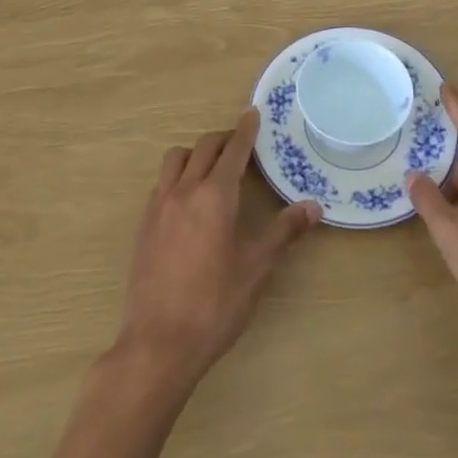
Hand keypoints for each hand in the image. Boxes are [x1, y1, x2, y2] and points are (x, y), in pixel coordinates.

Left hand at [115, 109, 320, 386]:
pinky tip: (188, 200)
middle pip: (202, 148)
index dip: (244, 130)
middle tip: (240, 143)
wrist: (158, 343)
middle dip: (223, 139)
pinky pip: (161, 183)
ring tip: (212, 167)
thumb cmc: (215, 305)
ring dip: (195, 153)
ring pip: (175, 160)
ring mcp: (158, 207)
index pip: (233, 151)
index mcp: (215, 196)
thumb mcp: (256, 269)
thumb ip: (283, 232)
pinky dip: (178, 176)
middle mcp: (184, 191)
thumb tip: (313, 206)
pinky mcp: (143, 226)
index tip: (251, 113)